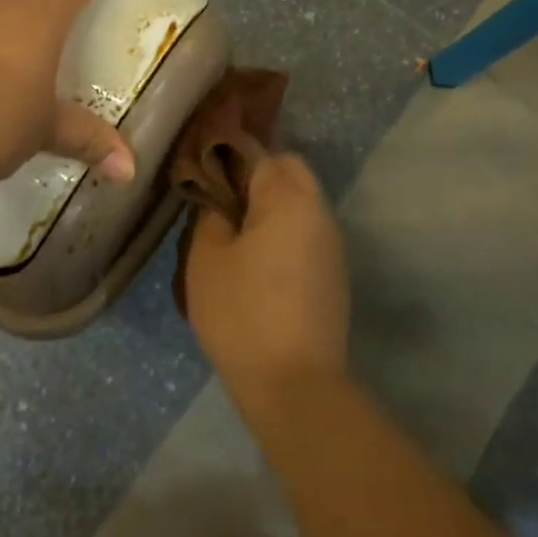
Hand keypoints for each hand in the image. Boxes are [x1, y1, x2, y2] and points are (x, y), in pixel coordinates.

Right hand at [183, 152, 349, 400]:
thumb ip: (209, 215)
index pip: (259, 152)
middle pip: (289, 171)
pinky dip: (284, 232)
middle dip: (256, 176)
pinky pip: (307, 233)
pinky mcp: (334, 273)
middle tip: (221, 202)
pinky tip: (259, 263)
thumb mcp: (206, 259)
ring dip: (272, 206)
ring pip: (301, 202)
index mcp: (288, 199)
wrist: (295, 383)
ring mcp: (332, 244)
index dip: (228, 155)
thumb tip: (218, 199)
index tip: (203, 173)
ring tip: (236, 233)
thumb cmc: (241, 312)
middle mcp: (319, 211)